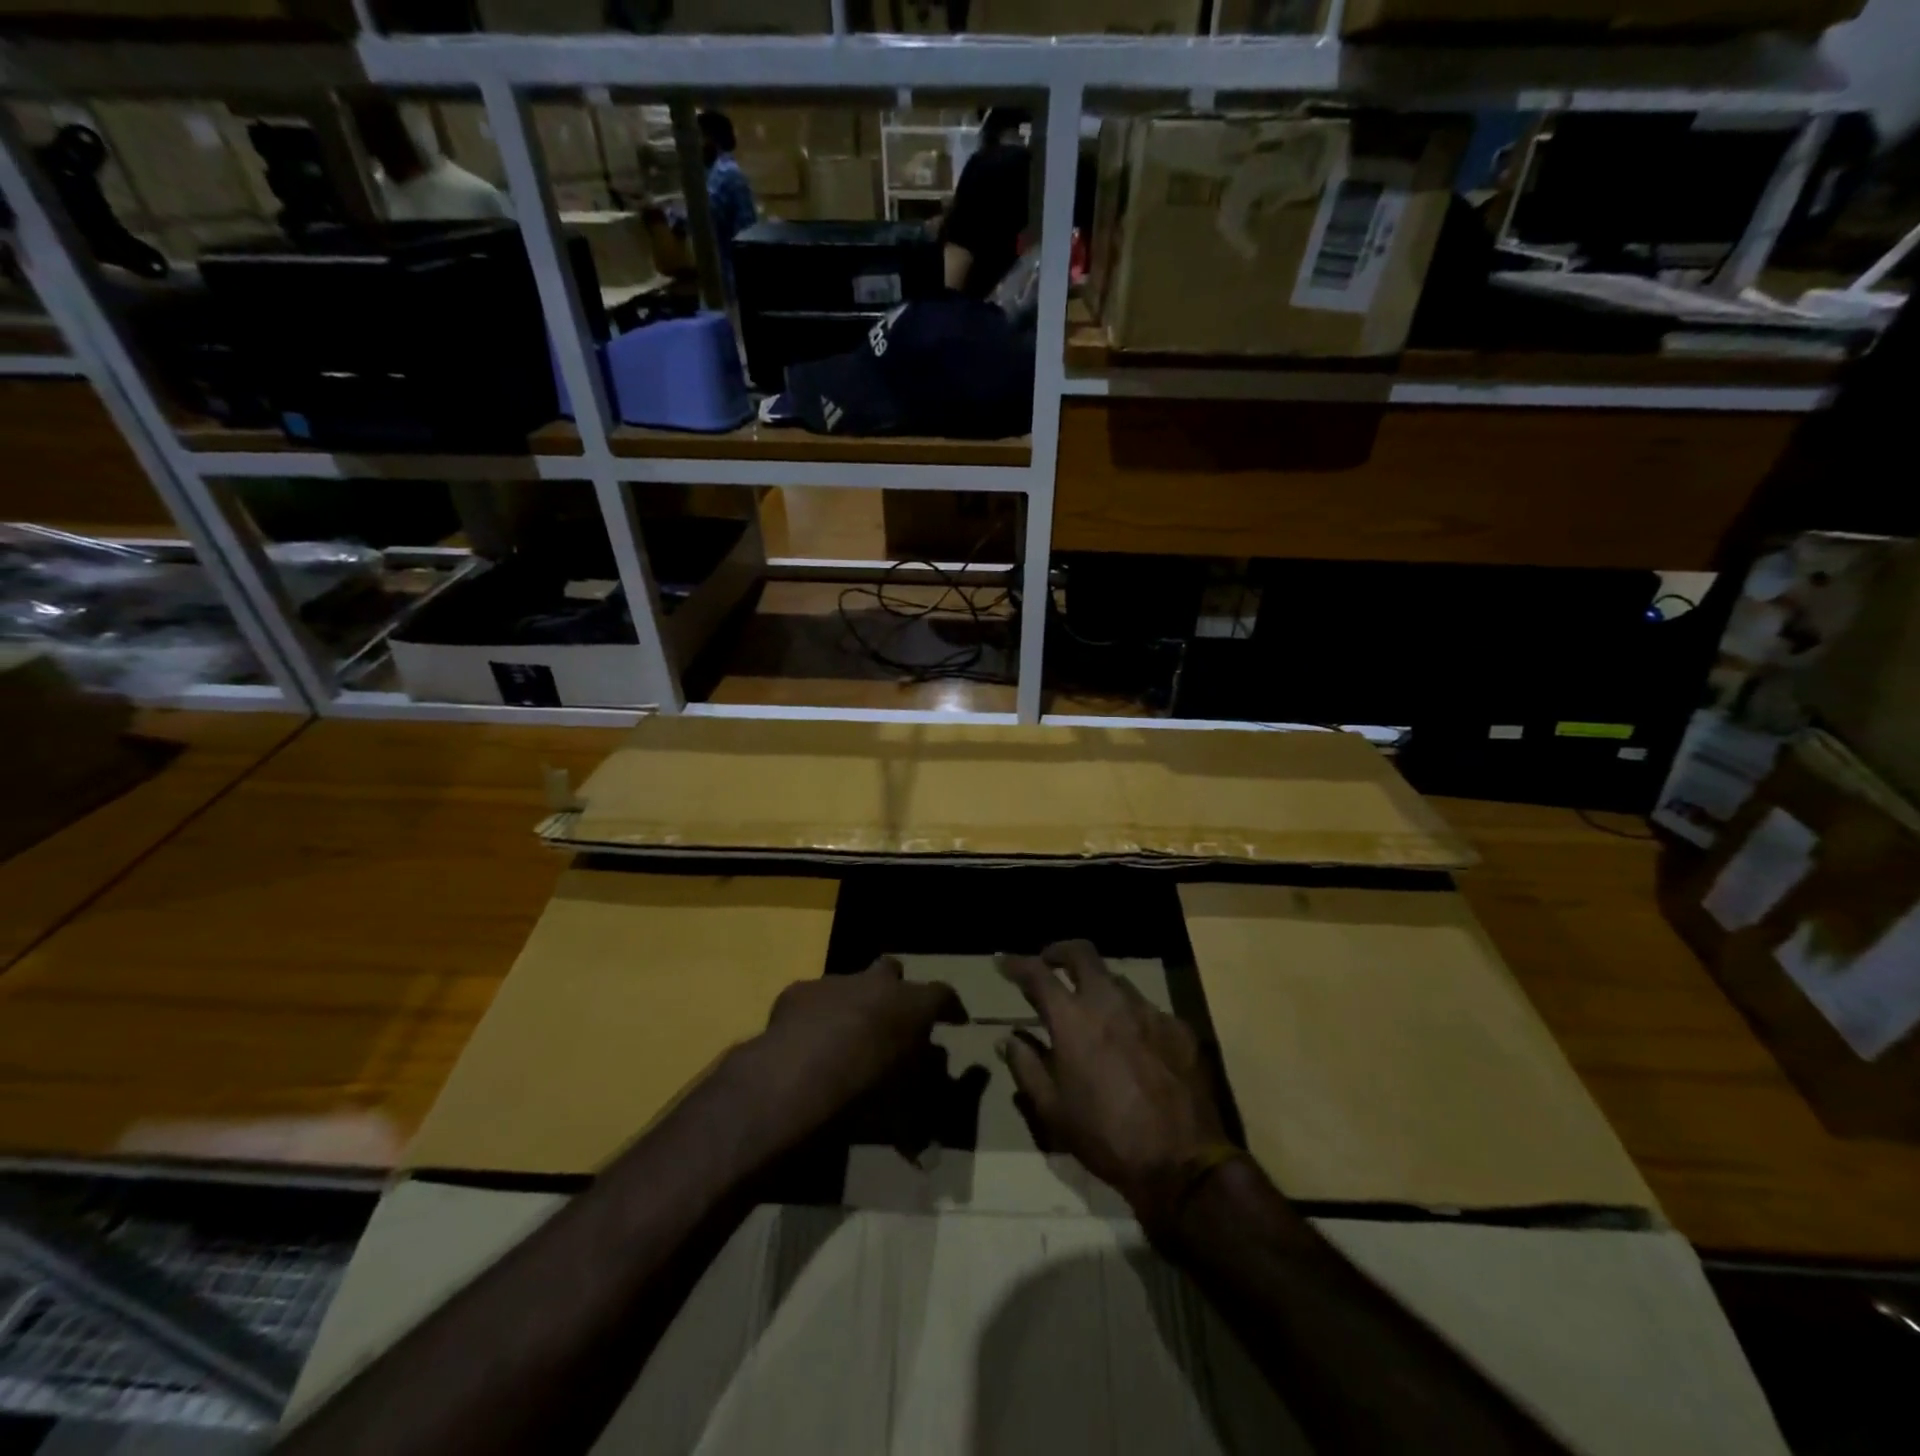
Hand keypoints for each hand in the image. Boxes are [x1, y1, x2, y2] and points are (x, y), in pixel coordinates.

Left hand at [734, 957, 962, 1154]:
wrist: (794, 1081)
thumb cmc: (862, 1094)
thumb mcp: (903, 1113)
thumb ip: (921, 1117)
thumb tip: (929, 1145)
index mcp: (912, 1005)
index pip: (944, 995)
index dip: (951, 1008)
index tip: (956, 1020)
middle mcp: (876, 983)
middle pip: (892, 971)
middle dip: (895, 990)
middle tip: (893, 1019)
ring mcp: (834, 983)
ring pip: (850, 983)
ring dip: (853, 1003)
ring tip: (845, 1037)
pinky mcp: (798, 992)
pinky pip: (813, 1000)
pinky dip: (815, 1017)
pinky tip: (807, 1043)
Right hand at [1000, 941, 1231, 1232]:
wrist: (1182, 1161)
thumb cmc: (1106, 1136)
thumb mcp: (1053, 1110)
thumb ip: (1026, 1066)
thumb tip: (1006, 1039)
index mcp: (1073, 1018)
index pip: (1036, 973)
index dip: (1015, 963)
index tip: (1002, 961)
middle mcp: (1109, 1001)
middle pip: (1081, 953)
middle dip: (1059, 952)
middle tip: (1049, 963)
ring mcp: (1148, 1010)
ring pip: (1116, 979)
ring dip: (1097, 986)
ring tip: (1092, 1010)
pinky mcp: (1178, 1027)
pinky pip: (1147, 1009)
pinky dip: (1130, 1016)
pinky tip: (1132, 1042)